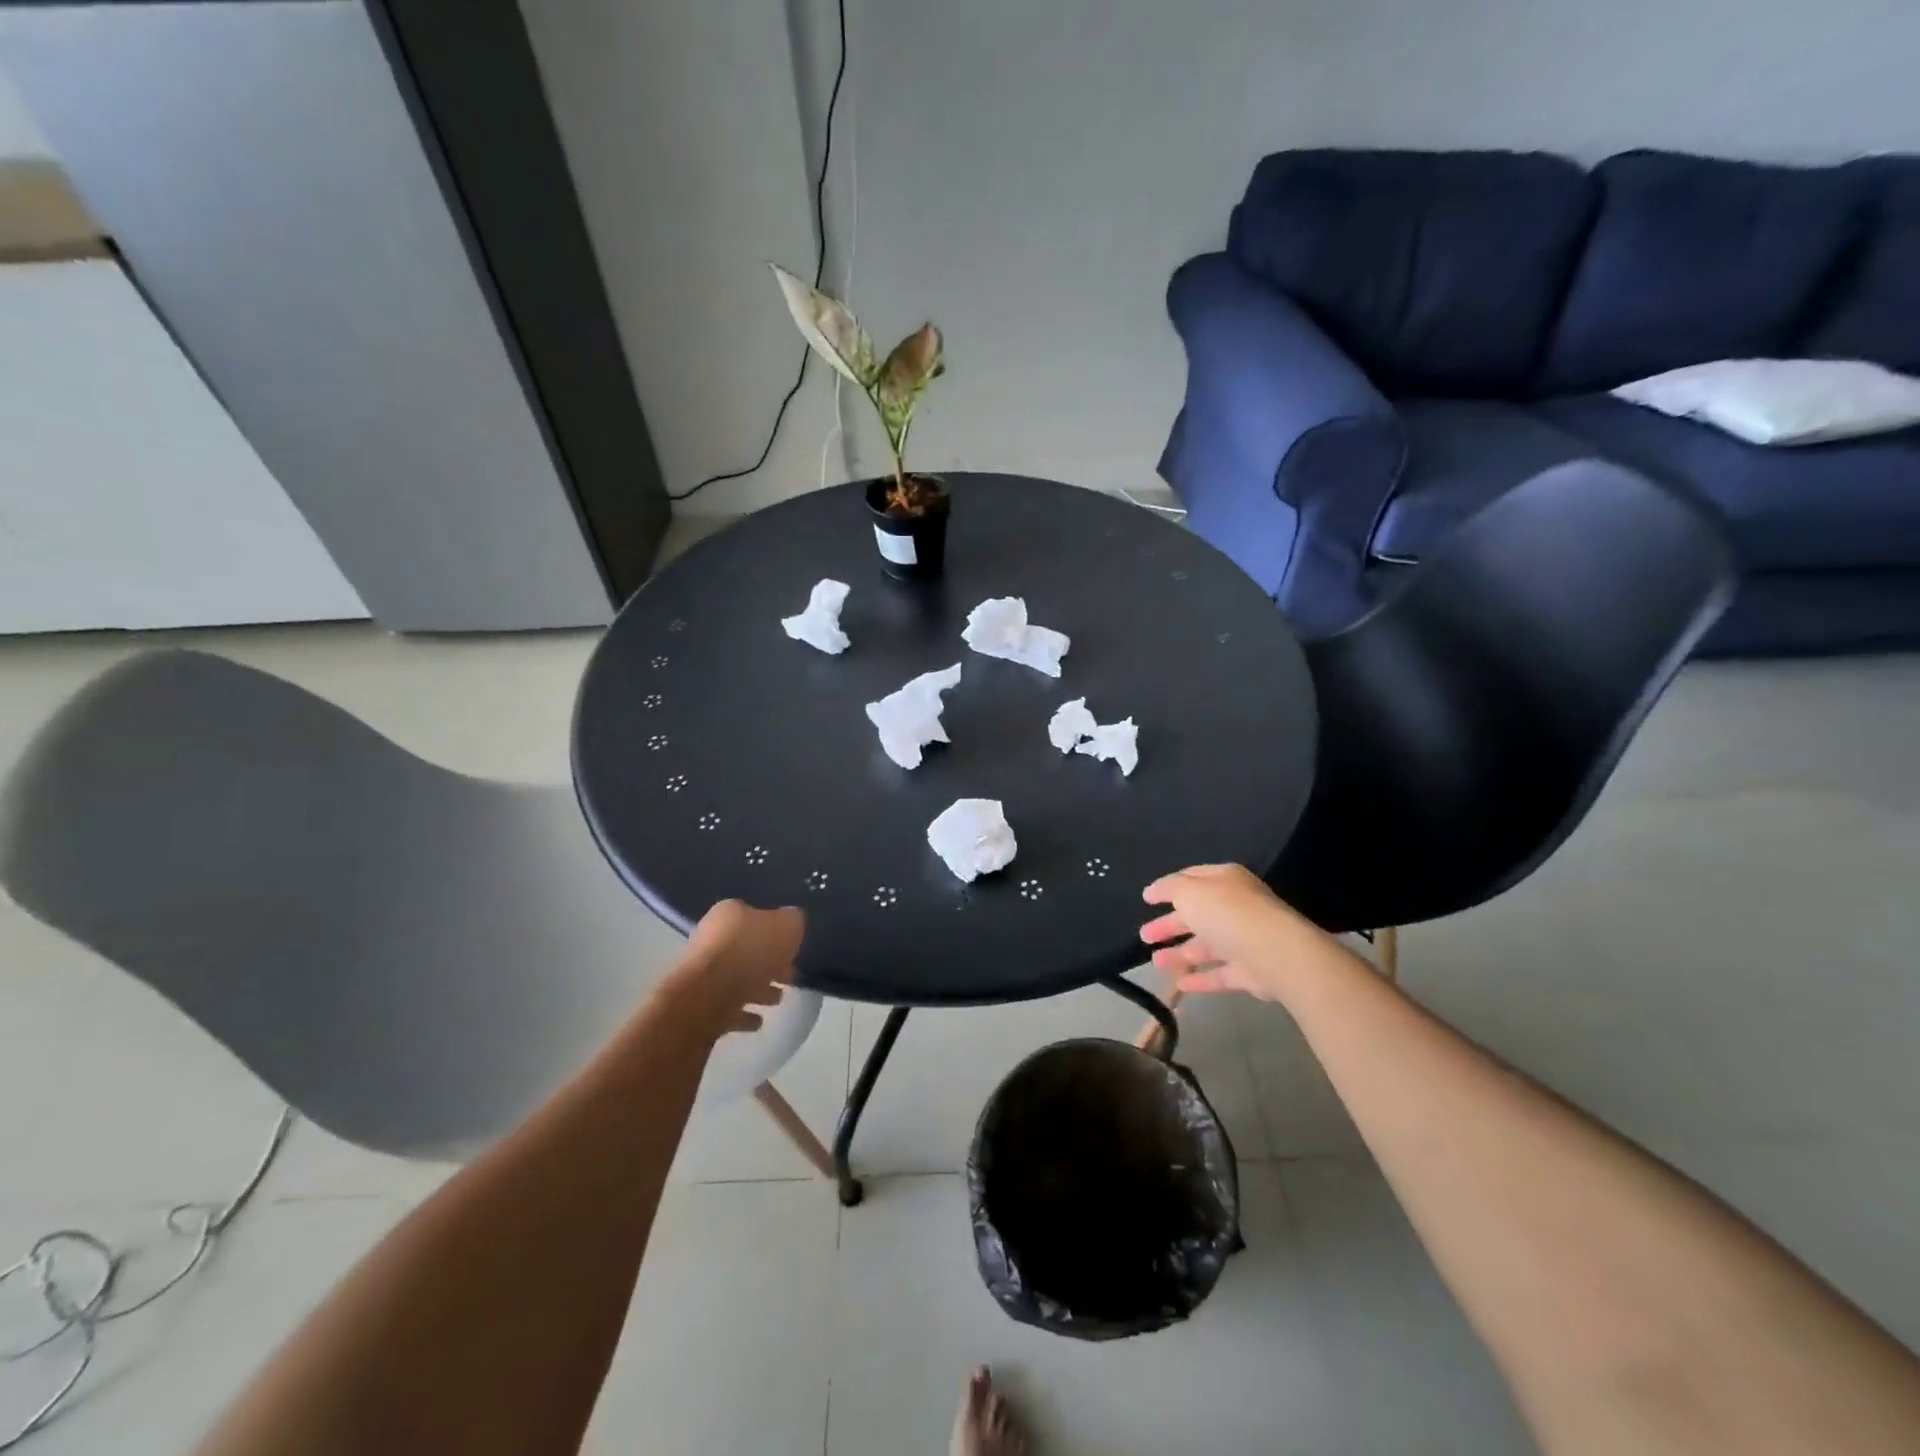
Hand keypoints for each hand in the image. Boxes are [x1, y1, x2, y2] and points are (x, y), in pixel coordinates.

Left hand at [668, 900, 803, 1034]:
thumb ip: (793, 921)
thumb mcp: (788, 926)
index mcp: (728, 913)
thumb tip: (792, 922)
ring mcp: (701, 973)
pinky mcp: (697, 1004)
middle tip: (789, 977)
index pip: (756, 916)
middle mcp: (710, 938)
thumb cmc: (750, 952)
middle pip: (746, 949)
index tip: (793, 949)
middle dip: (769, 963)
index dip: (777, 932)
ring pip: (736, 978)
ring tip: (778, 999)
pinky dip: (743, 1012)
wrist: (706, 998)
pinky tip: (758, 1021)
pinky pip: (726, 1006)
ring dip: (758, 988)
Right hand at [1140, 863, 1321, 1003]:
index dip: (1168, 888)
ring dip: (1180, 953)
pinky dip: (1199, 979)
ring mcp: (1243, 941)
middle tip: (1144, 935)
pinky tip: (1179, 985)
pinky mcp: (1249, 972)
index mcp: (1224, 881)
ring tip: (1155, 962)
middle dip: (1169, 925)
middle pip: (1196, 915)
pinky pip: (1219, 974)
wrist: (1276, 954)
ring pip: (1206, 946)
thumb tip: (1153, 890)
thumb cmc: (1228, 914)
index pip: (1192, 879)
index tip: (1146, 899)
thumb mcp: (1190, 892)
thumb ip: (1169, 889)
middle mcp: (1235, 908)